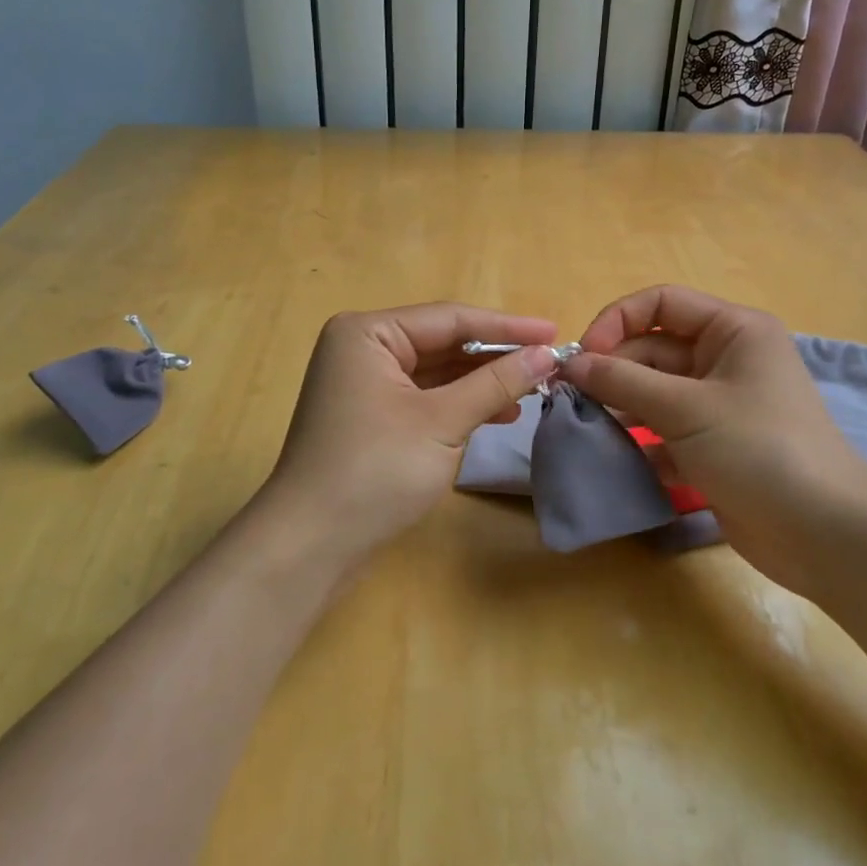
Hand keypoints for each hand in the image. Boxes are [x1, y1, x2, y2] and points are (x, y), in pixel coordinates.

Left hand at [258, 304, 558, 571]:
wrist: (310, 546)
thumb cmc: (375, 471)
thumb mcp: (442, 422)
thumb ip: (496, 383)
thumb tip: (547, 354)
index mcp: (368, 333)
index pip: (450, 319)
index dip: (507, 326)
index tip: (555, 332)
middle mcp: (363, 349)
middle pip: (443, 342)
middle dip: (496, 355)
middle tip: (550, 361)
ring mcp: (365, 384)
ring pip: (437, 372)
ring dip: (482, 381)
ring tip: (534, 389)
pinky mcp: (372, 417)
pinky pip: (426, 397)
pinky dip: (461, 403)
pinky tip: (500, 413)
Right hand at [559, 285, 866, 593]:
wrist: (823, 535)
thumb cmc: (759, 449)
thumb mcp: (686, 408)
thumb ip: (622, 381)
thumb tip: (569, 364)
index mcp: (732, 330)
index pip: (661, 303)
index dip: (616, 321)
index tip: (583, 357)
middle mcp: (726, 358)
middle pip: (653, 348)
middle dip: (613, 369)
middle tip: (572, 398)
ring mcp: (719, 404)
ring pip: (654, 390)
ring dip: (620, 405)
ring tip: (586, 425)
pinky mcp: (713, 444)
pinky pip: (664, 428)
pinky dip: (639, 439)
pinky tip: (615, 457)